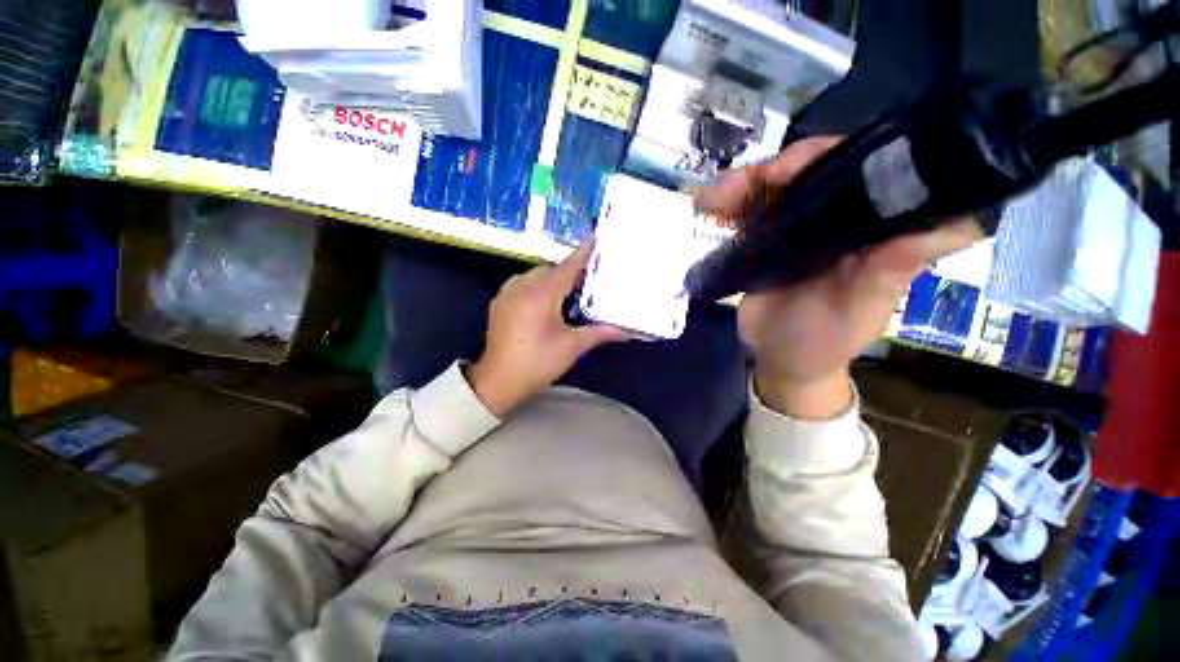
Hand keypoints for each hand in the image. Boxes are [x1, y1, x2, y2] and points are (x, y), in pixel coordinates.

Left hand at [466, 240, 627, 416]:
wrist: (498, 380)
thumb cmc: (537, 362)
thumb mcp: (571, 347)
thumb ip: (598, 333)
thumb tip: (624, 331)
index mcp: (541, 294)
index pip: (567, 267)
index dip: (583, 253)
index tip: (595, 238)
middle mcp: (522, 286)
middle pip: (551, 269)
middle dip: (569, 271)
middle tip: (587, 282)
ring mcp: (507, 293)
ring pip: (535, 274)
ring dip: (552, 278)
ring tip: (567, 294)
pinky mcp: (500, 302)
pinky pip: (522, 283)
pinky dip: (536, 285)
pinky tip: (544, 302)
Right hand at [694, 138, 982, 418]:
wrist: (778, 358)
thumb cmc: (823, 342)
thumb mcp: (859, 311)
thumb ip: (891, 272)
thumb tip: (961, 225)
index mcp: (872, 229)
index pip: (868, 170)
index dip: (835, 158)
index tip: (793, 170)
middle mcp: (839, 219)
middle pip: (813, 171)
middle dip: (778, 169)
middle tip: (746, 184)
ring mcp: (798, 227)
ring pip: (774, 187)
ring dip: (742, 184)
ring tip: (710, 197)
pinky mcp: (765, 239)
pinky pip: (747, 211)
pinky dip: (727, 203)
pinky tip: (705, 205)